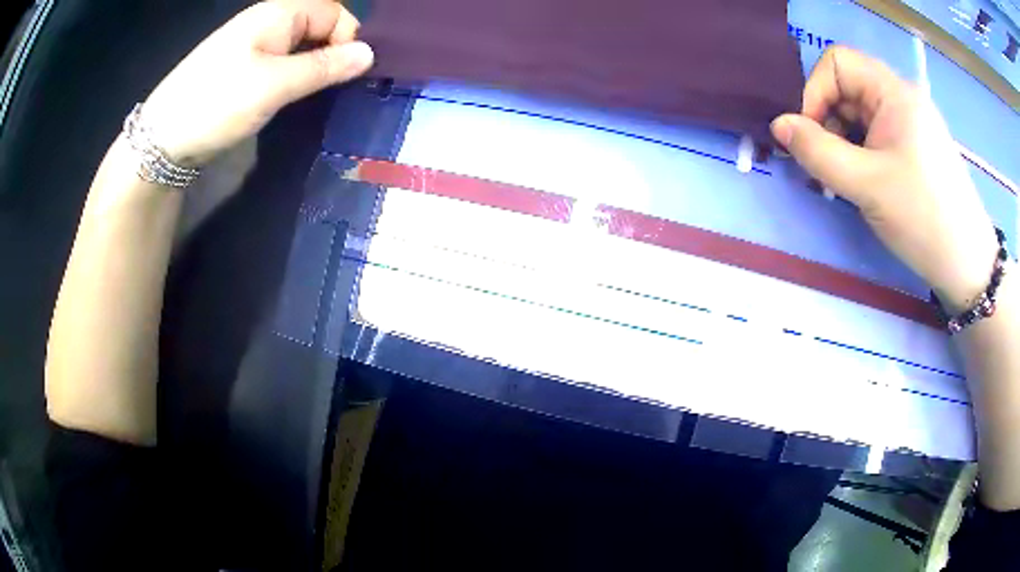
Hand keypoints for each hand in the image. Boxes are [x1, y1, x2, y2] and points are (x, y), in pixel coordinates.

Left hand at [141, 0, 373, 167]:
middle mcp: (267, 21)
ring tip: (311, 97)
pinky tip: (288, 97)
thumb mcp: (275, 85)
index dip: (347, 38)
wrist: (161, 140)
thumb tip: (370, 54)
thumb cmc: (218, 103)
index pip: (335, 12)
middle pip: (317, 26)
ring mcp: (251, 44)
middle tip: (330, 90)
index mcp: (279, 13)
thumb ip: (324, 67)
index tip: (347, 75)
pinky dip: (291, 77)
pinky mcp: (241, 67)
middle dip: (331, 54)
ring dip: (311, 68)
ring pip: (299, 47)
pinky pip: (279, 62)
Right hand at [771, 47, 997, 311]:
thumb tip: (778, 126)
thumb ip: (817, 152)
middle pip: (847, 89)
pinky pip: (876, 137)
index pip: (837, 62)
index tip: (811, 137)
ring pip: (860, 116)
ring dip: (842, 144)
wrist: (968, 265)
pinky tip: (864, 185)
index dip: (816, 92)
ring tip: (845, 183)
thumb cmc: (923, 218)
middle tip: (826, 168)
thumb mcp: (866, 185)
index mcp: (894, 92)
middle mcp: (901, 98)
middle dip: (828, 123)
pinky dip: (861, 156)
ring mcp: (910, 124)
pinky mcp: (915, 149)